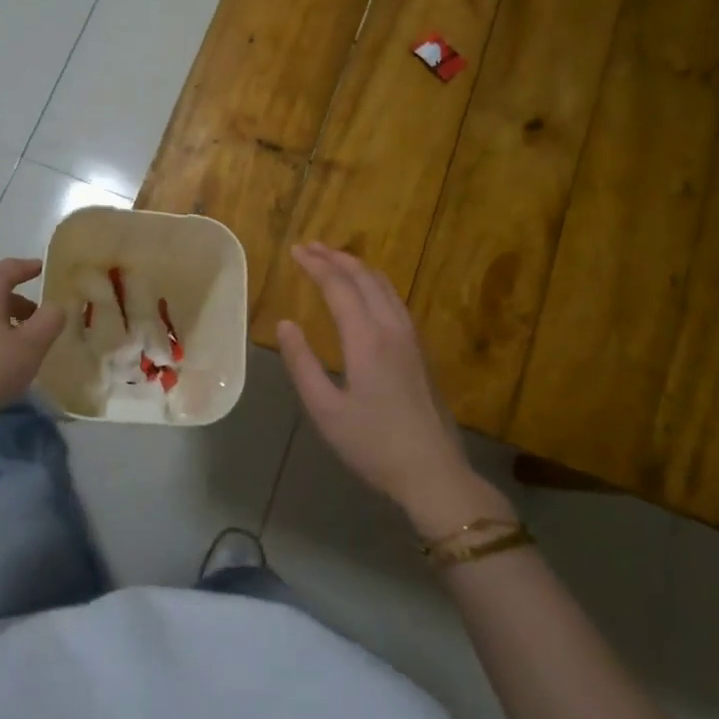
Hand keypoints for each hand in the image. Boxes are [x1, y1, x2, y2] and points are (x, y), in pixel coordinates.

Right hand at [276, 244, 514, 534]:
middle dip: (335, 257)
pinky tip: (366, 291)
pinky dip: (374, 282)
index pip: (338, 286)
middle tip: (309, 247)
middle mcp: (391, 328)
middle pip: (364, 277)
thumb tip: (286, 324)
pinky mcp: (420, 350)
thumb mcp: (325, 410)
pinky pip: (394, 299)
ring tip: (334, 259)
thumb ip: (302, 364)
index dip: (315, 265)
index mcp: (366, 339)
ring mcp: (411, 337)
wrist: (433, 471)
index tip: (295, 251)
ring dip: (357, 267)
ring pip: (384, 285)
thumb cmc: (372, 444)